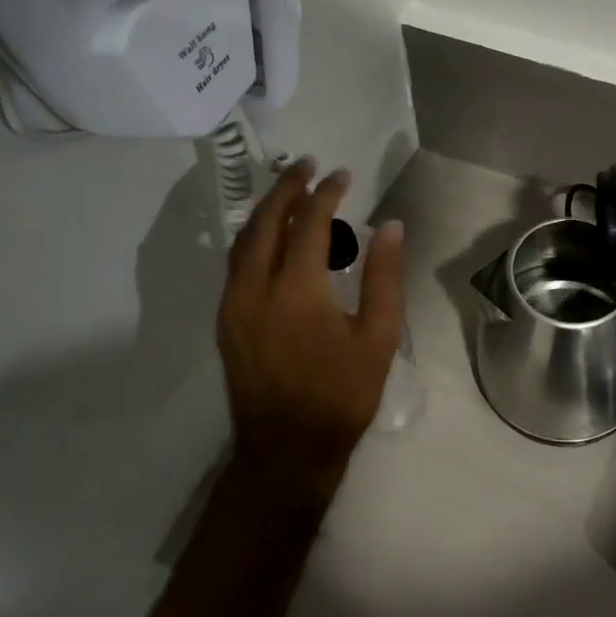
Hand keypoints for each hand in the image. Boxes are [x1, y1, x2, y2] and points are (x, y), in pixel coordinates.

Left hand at [217, 161, 406, 506]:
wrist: (286, 451)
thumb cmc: (341, 395)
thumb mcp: (377, 337)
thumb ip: (384, 277)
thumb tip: (390, 226)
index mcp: (296, 291)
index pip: (309, 224)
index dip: (327, 194)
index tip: (343, 175)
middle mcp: (254, 288)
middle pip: (266, 222)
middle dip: (287, 188)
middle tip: (307, 166)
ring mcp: (232, 305)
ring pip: (244, 241)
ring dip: (267, 210)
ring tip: (291, 192)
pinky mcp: (226, 321)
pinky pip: (236, 264)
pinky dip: (255, 238)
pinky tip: (273, 238)